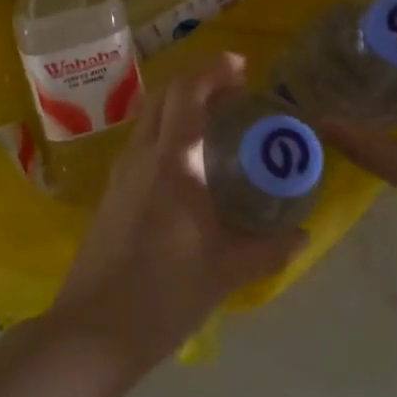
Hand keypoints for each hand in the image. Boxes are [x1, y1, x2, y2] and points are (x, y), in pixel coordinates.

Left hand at [51, 53, 302, 366]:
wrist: (95, 328)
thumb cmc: (164, 295)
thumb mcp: (225, 272)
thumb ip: (266, 249)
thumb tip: (301, 235)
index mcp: (171, 162)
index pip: (187, 92)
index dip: (213, 69)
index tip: (242, 68)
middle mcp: (141, 155)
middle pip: (164, 95)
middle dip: (198, 82)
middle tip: (234, 94)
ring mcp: (121, 172)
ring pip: (149, 117)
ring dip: (179, 107)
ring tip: (215, 126)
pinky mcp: (112, 192)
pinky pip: (142, 143)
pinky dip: (166, 132)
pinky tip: (187, 165)